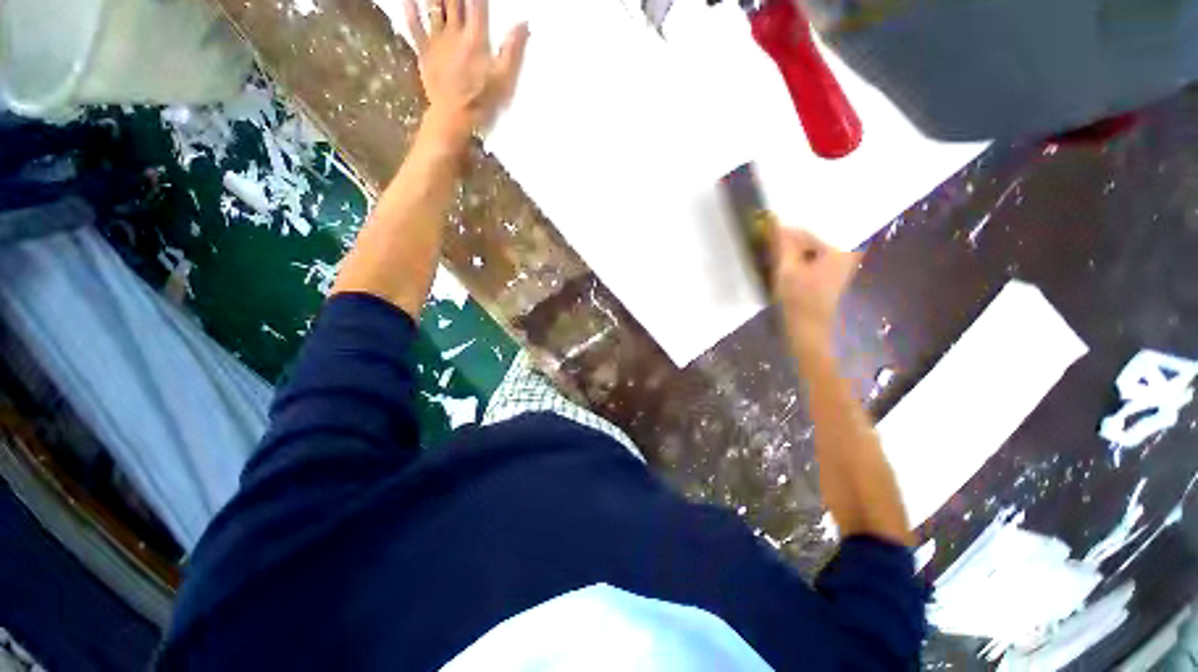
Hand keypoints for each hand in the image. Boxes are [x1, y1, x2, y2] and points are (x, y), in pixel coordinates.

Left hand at [403, 0, 529, 145]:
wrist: (454, 115)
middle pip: (453, 0)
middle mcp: (455, 32)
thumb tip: (524, 24)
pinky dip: (410, 10)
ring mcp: (437, 40)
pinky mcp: (424, 51)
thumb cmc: (482, 98)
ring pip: (433, 7)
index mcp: (476, 37)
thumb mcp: (504, 77)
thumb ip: (513, 49)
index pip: (477, 4)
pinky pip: (414, 26)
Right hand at [771, 224, 860, 350]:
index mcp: (838, 250)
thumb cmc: (798, 300)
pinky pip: (812, 261)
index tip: (763, 231)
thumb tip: (775, 220)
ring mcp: (839, 267)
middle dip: (788, 241)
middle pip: (809, 241)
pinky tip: (784, 266)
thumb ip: (782, 243)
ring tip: (773, 253)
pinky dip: (798, 261)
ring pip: (809, 251)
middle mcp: (844, 254)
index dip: (782, 232)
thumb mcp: (787, 269)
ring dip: (791, 251)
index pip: (805, 232)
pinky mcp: (830, 277)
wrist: (807, 331)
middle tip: (767, 243)